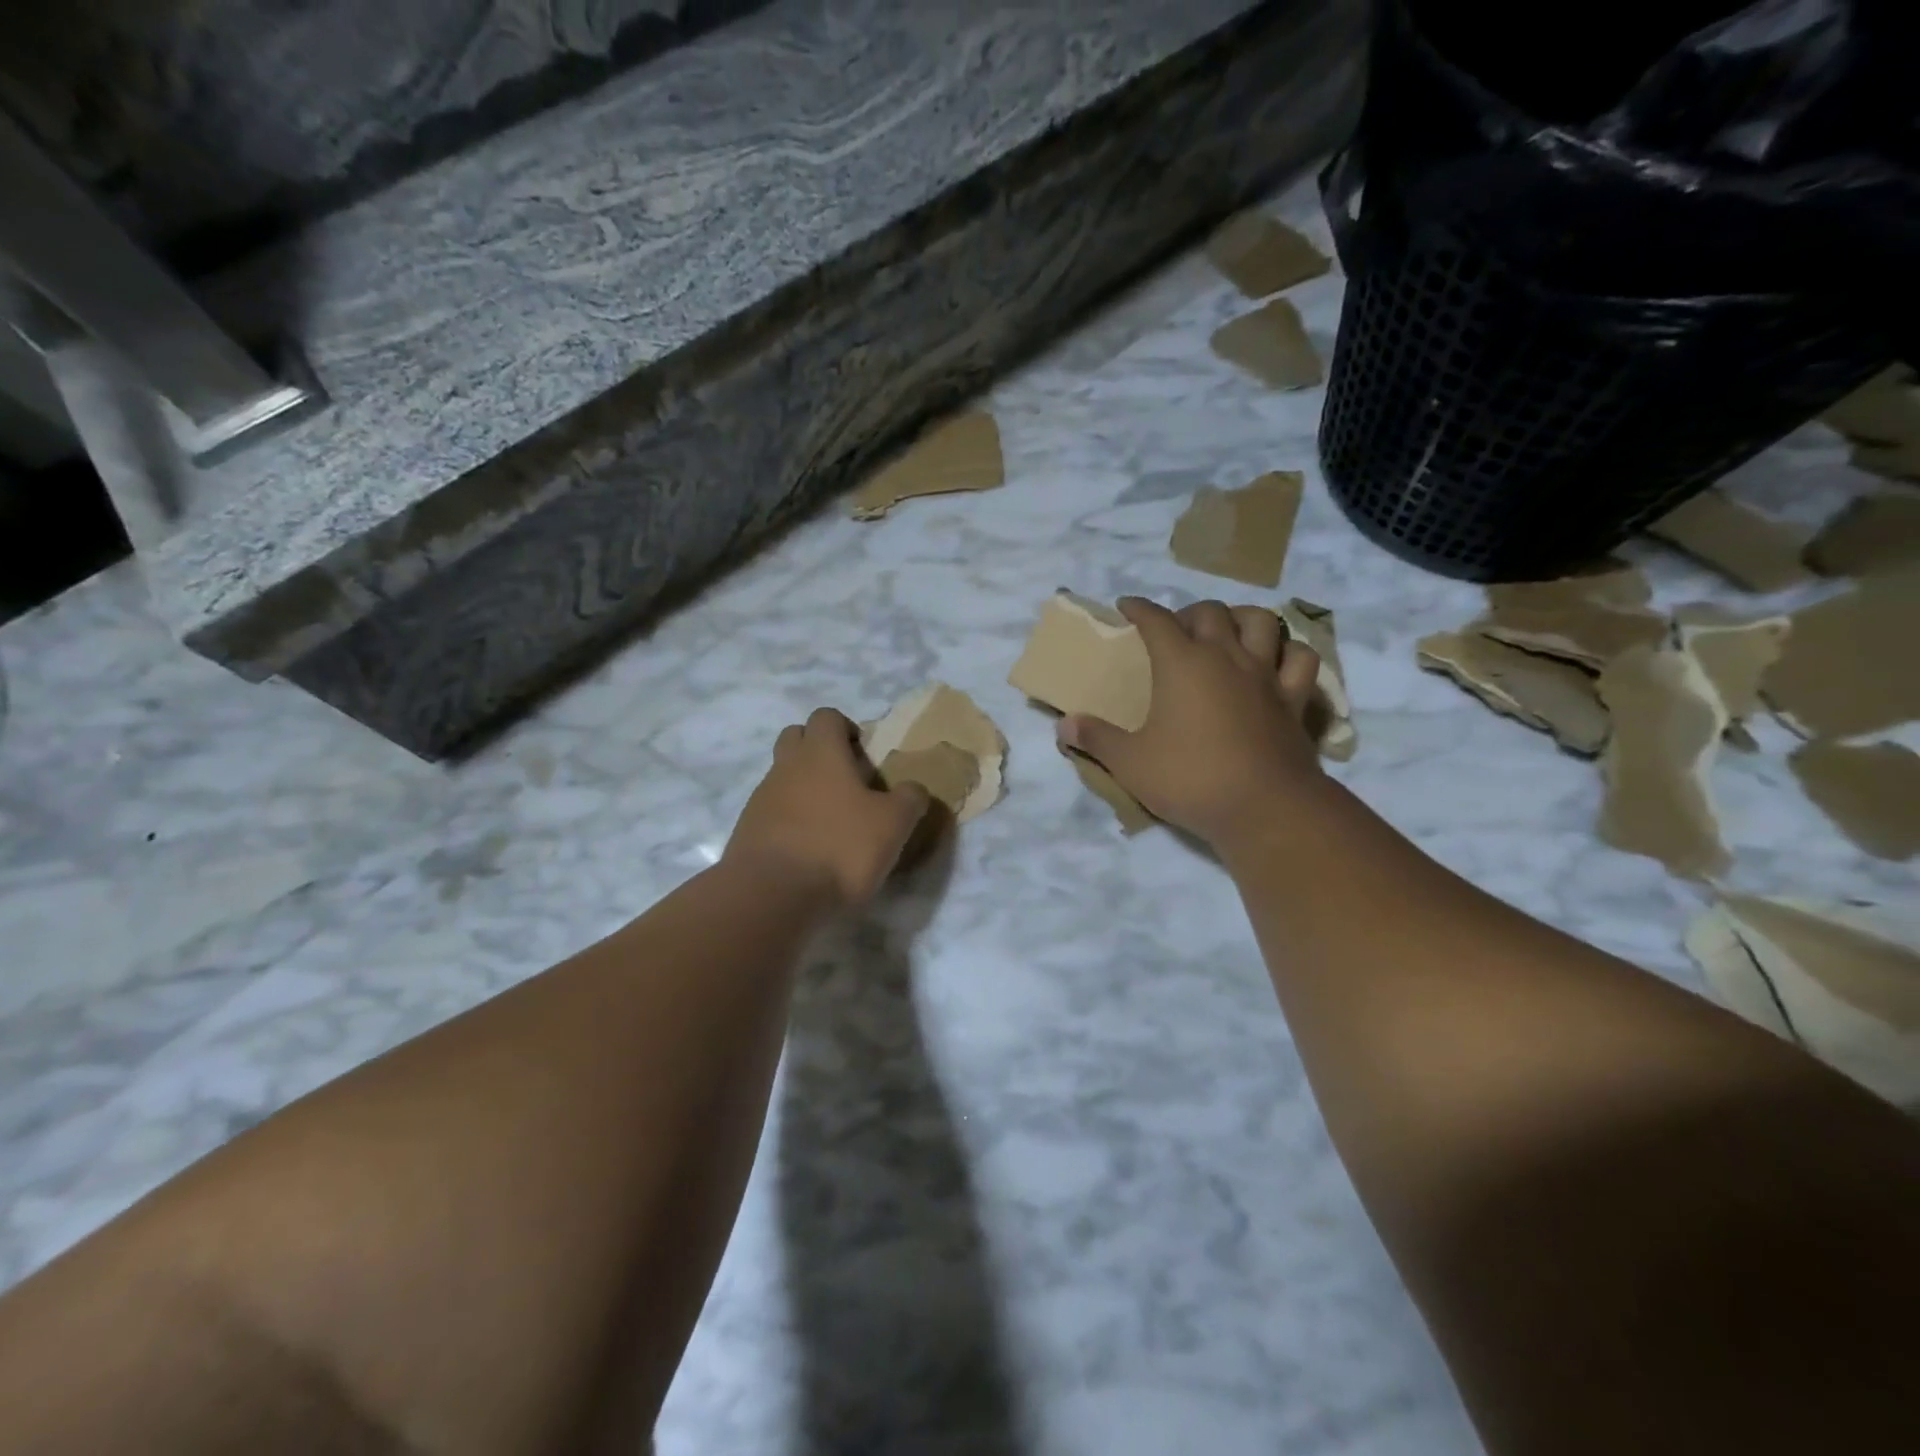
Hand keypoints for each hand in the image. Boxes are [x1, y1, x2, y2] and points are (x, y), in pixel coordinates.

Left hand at [726, 708, 930, 907]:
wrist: (772, 895)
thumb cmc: (839, 847)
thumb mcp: (893, 824)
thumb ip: (910, 799)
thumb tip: (914, 789)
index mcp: (821, 753)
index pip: (827, 716)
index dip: (846, 728)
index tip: (864, 755)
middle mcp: (786, 766)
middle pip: (796, 737)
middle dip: (819, 750)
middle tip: (847, 781)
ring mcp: (761, 798)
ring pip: (783, 776)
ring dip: (804, 788)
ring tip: (832, 822)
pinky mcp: (748, 830)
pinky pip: (772, 811)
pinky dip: (790, 820)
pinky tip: (809, 849)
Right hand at [1057, 598, 1327, 850]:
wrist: (1264, 807)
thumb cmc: (1190, 779)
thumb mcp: (1130, 763)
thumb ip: (1096, 739)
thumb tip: (1063, 726)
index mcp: (1182, 664)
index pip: (1156, 620)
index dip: (1139, 608)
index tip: (1126, 605)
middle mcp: (1225, 657)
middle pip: (1209, 612)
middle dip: (1187, 613)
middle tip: (1174, 631)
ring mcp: (1265, 675)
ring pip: (1261, 622)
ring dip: (1240, 619)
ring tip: (1227, 634)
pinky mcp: (1294, 699)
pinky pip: (1299, 659)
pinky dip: (1286, 651)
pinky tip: (1274, 661)